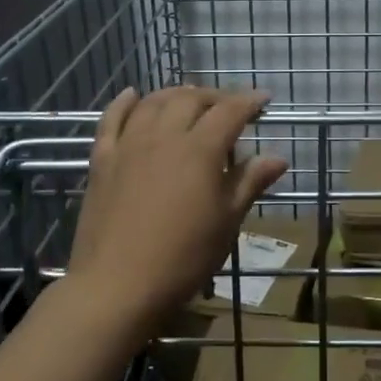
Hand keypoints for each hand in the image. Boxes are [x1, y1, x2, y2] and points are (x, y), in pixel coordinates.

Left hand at [68, 86, 287, 330]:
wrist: (117, 285)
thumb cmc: (183, 257)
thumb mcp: (226, 222)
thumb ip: (249, 183)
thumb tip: (278, 157)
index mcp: (200, 150)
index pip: (230, 111)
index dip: (249, 101)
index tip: (263, 100)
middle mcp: (164, 136)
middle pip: (190, 99)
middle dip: (214, 96)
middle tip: (229, 106)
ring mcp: (129, 145)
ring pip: (153, 102)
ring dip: (175, 94)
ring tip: (189, 99)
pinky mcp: (102, 160)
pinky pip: (111, 120)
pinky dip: (123, 102)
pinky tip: (132, 95)